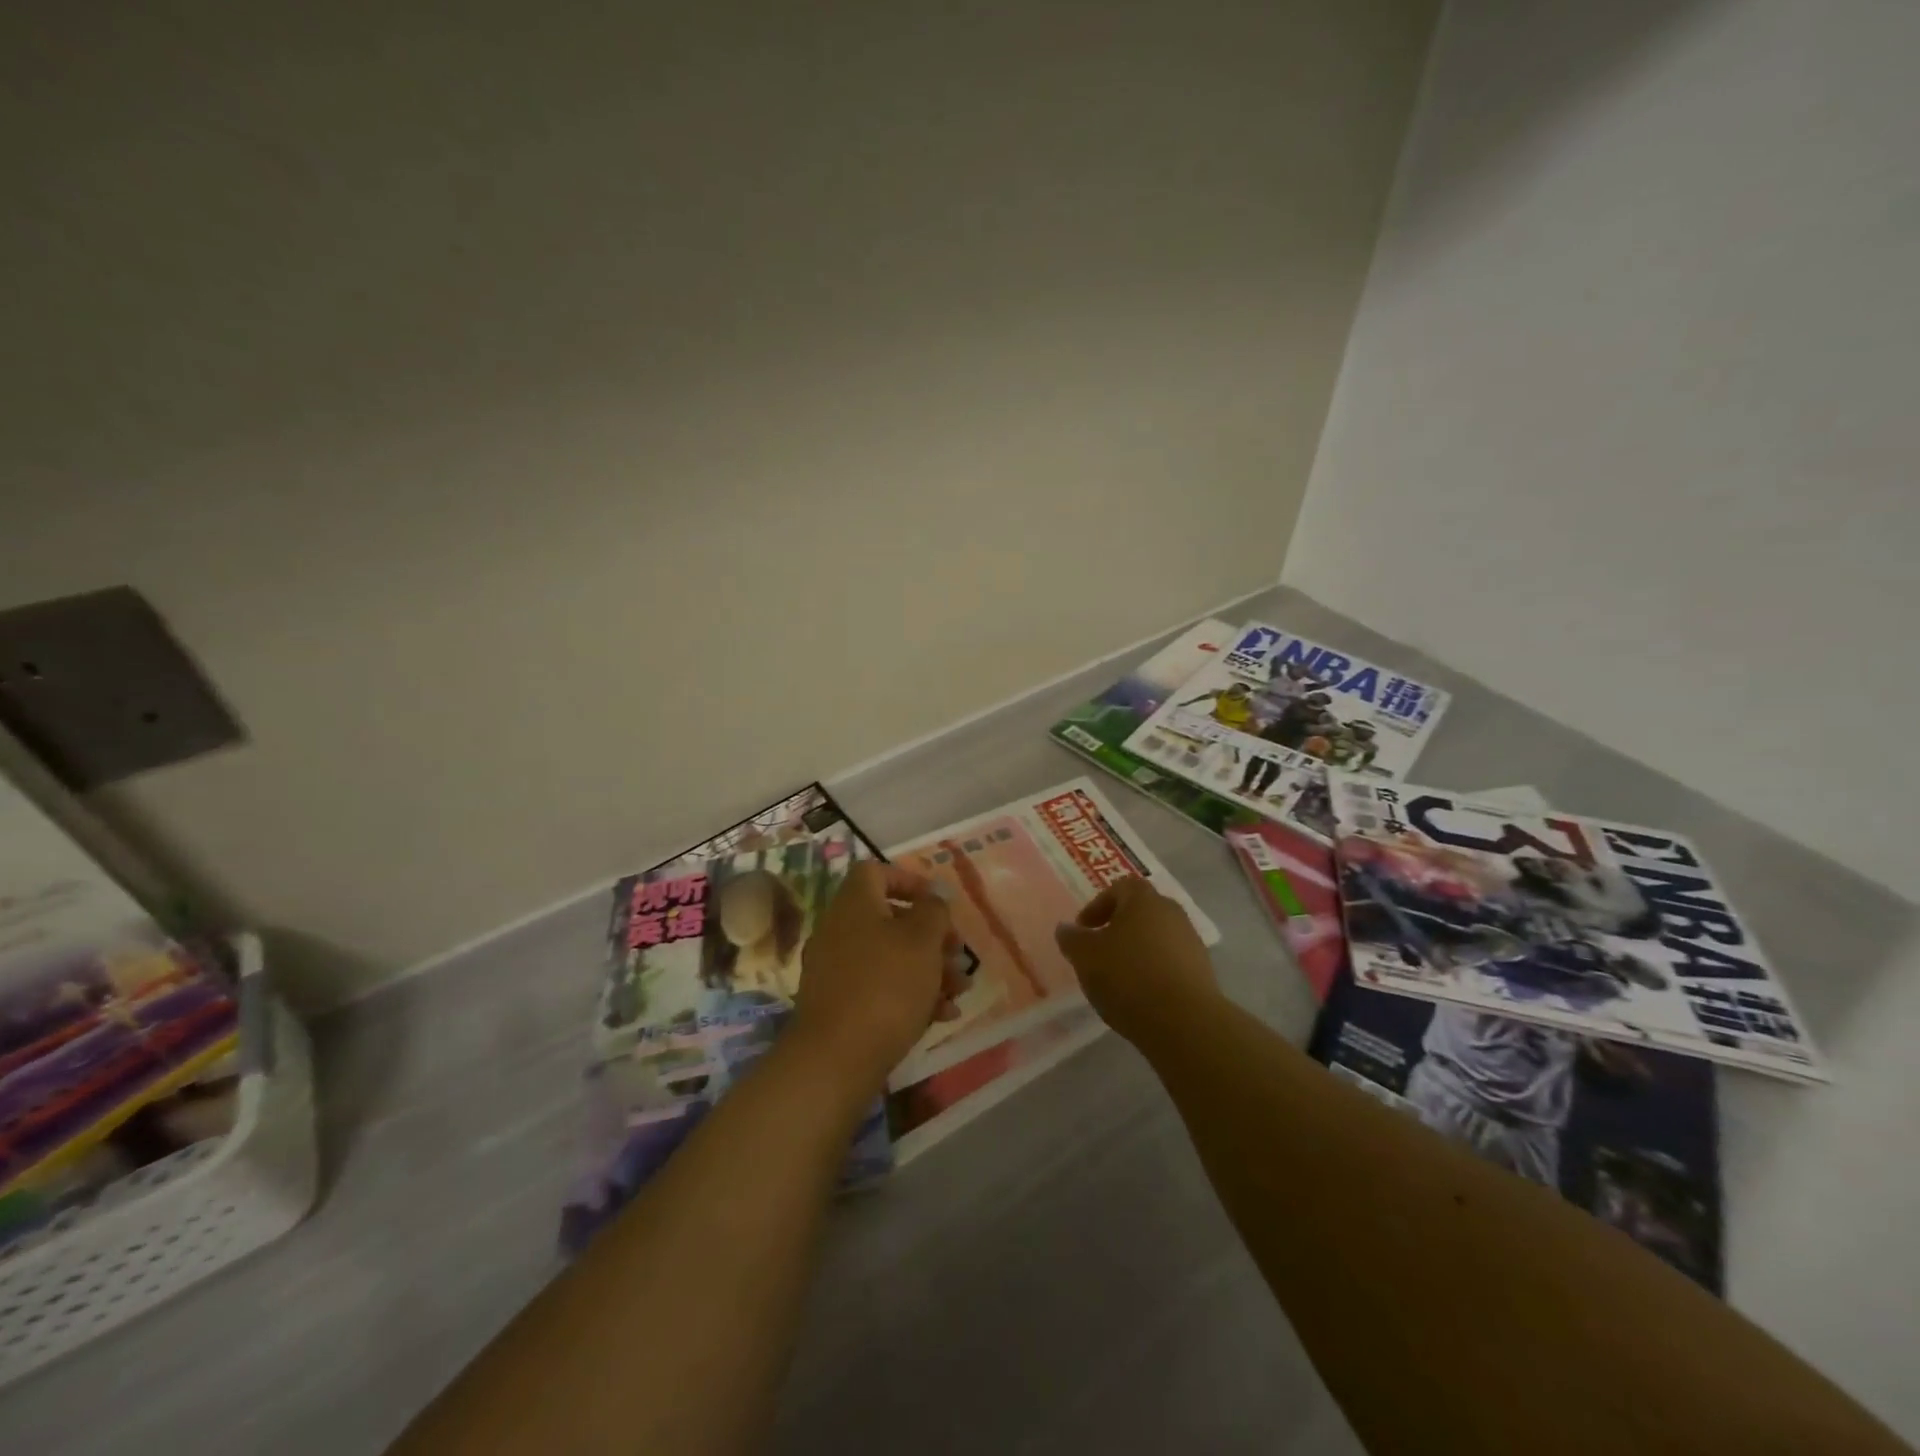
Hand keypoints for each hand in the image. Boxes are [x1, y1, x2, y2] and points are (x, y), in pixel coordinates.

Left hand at [789, 861, 968, 1096]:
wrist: (837, 1057)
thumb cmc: (887, 984)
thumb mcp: (922, 940)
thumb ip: (934, 911)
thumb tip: (933, 897)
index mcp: (854, 904)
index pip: (877, 872)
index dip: (910, 881)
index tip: (939, 903)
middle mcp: (840, 930)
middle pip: (890, 919)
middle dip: (931, 935)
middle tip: (958, 953)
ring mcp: (837, 969)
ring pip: (890, 957)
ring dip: (929, 968)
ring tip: (961, 990)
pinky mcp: (840, 1005)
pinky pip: (880, 987)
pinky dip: (911, 995)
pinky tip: (942, 1015)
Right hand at [1055, 876, 1219, 1047]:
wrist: (1185, 1021)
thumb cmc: (1128, 977)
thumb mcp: (1085, 956)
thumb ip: (1072, 939)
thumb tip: (1066, 929)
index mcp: (1143, 899)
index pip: (1120, 887)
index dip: (1098, 905)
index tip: (1084, 929)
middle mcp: (1171, 912)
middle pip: (1141, 911)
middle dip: (1118, 926)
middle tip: (1099, 950)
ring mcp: (1191, 941)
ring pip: (1157, 936)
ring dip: (1137, 950)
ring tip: (1118, 977)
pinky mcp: (1202, 970)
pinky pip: (1171, 961)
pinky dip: (1154, 970)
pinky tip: (1141, 994)